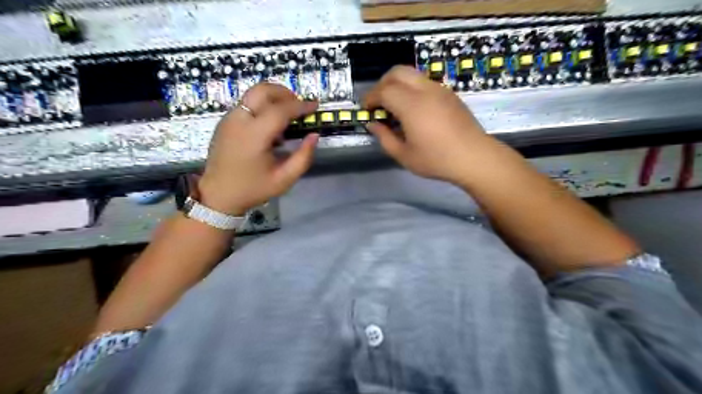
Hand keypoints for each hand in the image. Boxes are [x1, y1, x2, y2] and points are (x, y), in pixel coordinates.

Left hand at [197, 81, 317, 214]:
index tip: (315, 106)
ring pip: (253, 94)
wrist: (218, 195)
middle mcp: (239, 120)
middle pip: (262, 90)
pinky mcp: (225, 122)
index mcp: (254, 136)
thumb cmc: (253, 188)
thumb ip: (303, 157)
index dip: (300, 106)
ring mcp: (229, 119)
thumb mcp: (285, 179)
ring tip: (287, 114)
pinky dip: (262, 105)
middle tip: (299, 105)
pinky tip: (270, 125)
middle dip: (285, 92)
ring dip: (273, 97)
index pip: (280, 110)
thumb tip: (314, 135)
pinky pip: (246, 104)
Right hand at [364, 64, 495, 183]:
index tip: (366, 110)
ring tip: (394, 106)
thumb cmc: (437, 160)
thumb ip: (384, 137)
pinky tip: (413, 109)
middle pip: (397, 72)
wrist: (474, 157)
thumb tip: (373, 124)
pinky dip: (411, 88)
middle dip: (382, 84)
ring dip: (397, 84)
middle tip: (378, 103)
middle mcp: (425, 90)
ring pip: (412, 74)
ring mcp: (439, 89)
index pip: (384, 90)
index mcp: (412, 105)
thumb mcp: (404, 155)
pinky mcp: (449, 94)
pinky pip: (424, 82)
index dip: (370, 98)